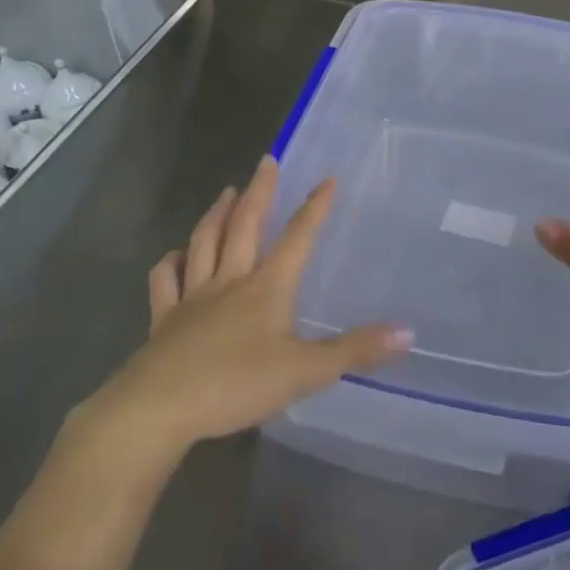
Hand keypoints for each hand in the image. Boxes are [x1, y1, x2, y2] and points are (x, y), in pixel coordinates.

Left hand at [106, 155, 410, 454]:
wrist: (161, 407)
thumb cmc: (237, 385)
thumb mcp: (305, 372)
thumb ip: (354, 351)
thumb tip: (408, 331)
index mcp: (266, 288)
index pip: (297, 238)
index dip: (314, 208)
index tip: (328, 178)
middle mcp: (230, 281)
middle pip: (244, 226)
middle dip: (259, 191)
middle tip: (266, 161)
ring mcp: (192, 297)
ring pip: (204, 243)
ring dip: (216, 214)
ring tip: (225, 191)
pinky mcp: (164, 319)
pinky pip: (164, 281)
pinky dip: (169, 263)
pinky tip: (174, 255)